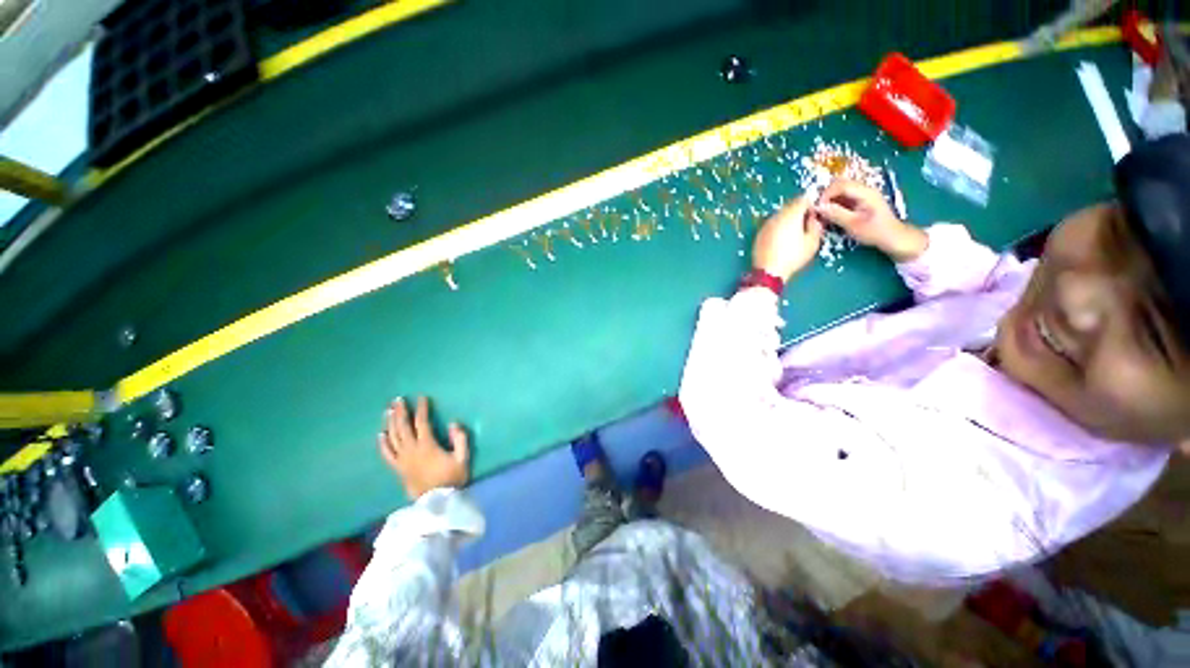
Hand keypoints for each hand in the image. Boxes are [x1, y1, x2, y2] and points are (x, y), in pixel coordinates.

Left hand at [377, 397, 470, 499]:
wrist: (438, 502)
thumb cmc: (452, 478)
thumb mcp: (462, 458)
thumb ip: (460, 439)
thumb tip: (453, 424)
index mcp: (427, 445)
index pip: (422, 422)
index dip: (422, 409)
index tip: (421, 397)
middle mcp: (411, 450)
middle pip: (403, 427)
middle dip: (400, 412)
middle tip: (398, 400)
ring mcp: (402, 460)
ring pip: (393, 437)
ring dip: (390, 423)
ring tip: (389, 411)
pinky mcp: (398, 469)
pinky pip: (387, 454)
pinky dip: (383, 443)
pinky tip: (381, 434)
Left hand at [752, 196, 823, 281]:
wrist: (768, 271)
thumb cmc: (792, 257)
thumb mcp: (812, 242)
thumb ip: (816, 225)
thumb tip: (813, 218)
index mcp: (791, 215)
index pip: (803, 199)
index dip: (811, 203)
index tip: (815, 213)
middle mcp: (776, 216)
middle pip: (790, 205)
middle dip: (799, 210)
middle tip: (807, 221)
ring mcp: (766, 224)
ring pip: (780, 214)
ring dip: (788, 218)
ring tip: (795, 231)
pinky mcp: (759, 233)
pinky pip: (772, 224)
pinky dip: (779, 226)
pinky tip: (782, 238)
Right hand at [814, 179, 927, 261]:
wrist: (891, 236)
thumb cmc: (874, 231)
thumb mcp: (853, 224)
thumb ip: (836, 214)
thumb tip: (818, 207)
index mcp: (865, 193)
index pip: (841, 185)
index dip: (826, 194)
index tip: (817, 207)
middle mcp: (864, 189)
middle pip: (840, 184)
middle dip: (826, 195)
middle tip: (819, 210)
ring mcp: (862, 194)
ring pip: (840, 190)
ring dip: (829, 199)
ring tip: (823, 213)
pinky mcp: (860, 200)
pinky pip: (843, 196)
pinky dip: (834, 203)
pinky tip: (831, 214)